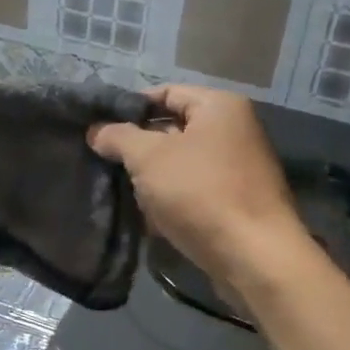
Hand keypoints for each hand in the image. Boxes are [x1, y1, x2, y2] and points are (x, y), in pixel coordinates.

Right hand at [88, 84, 303, 284]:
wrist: (254, 256)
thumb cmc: (200, 192)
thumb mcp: (148, 157)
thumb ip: (118, 137)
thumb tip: (96, 131)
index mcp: (219, 107)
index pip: (165, 93)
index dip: (129, 108)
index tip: (100, 128)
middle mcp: (235, 130)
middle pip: (173, 129)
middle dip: (138, 147)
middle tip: (106, 162)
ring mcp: (239, 168)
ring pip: (181, 164)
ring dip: (153, 178)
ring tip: (123, 191)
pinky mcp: (237, 202)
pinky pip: (194, 190)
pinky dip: (172, 199)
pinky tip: (149, 217)